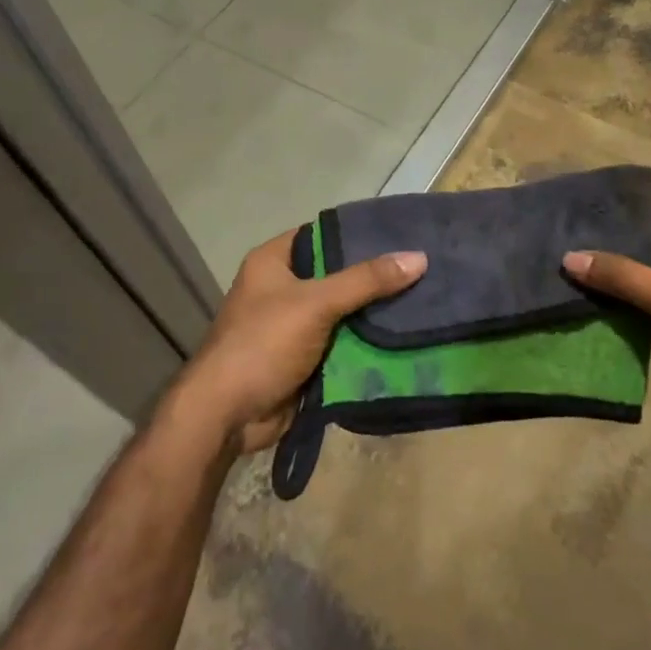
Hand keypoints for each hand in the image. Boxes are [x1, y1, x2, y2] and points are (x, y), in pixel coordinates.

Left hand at [171, 229, 427, 454]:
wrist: (226, 417)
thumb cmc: (262, 344)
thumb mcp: (316, 303)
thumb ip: (366, 281)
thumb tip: (419, 257)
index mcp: (274, 262)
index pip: (323, 234)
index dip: (358, 233)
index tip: (400, 233)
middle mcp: (283, 288)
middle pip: (337, 274)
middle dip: (374, 276)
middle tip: (421, 267)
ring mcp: (293, 326)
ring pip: (344, 311)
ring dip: (374, 312)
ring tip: (424, 297)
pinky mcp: (304, 358)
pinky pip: (343, 342)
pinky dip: (367, 342)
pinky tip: (406, 334)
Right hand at [564, 184, 650, 442]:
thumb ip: (623, 275)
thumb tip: (570, 257)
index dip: (631, 191)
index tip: (590, 191)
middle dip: (614, 231)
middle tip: (570, 227)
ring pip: (645, 270)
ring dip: (615, 269)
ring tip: (570, 260)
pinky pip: (645, 303)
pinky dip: (622, 302)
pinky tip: (589, 301)